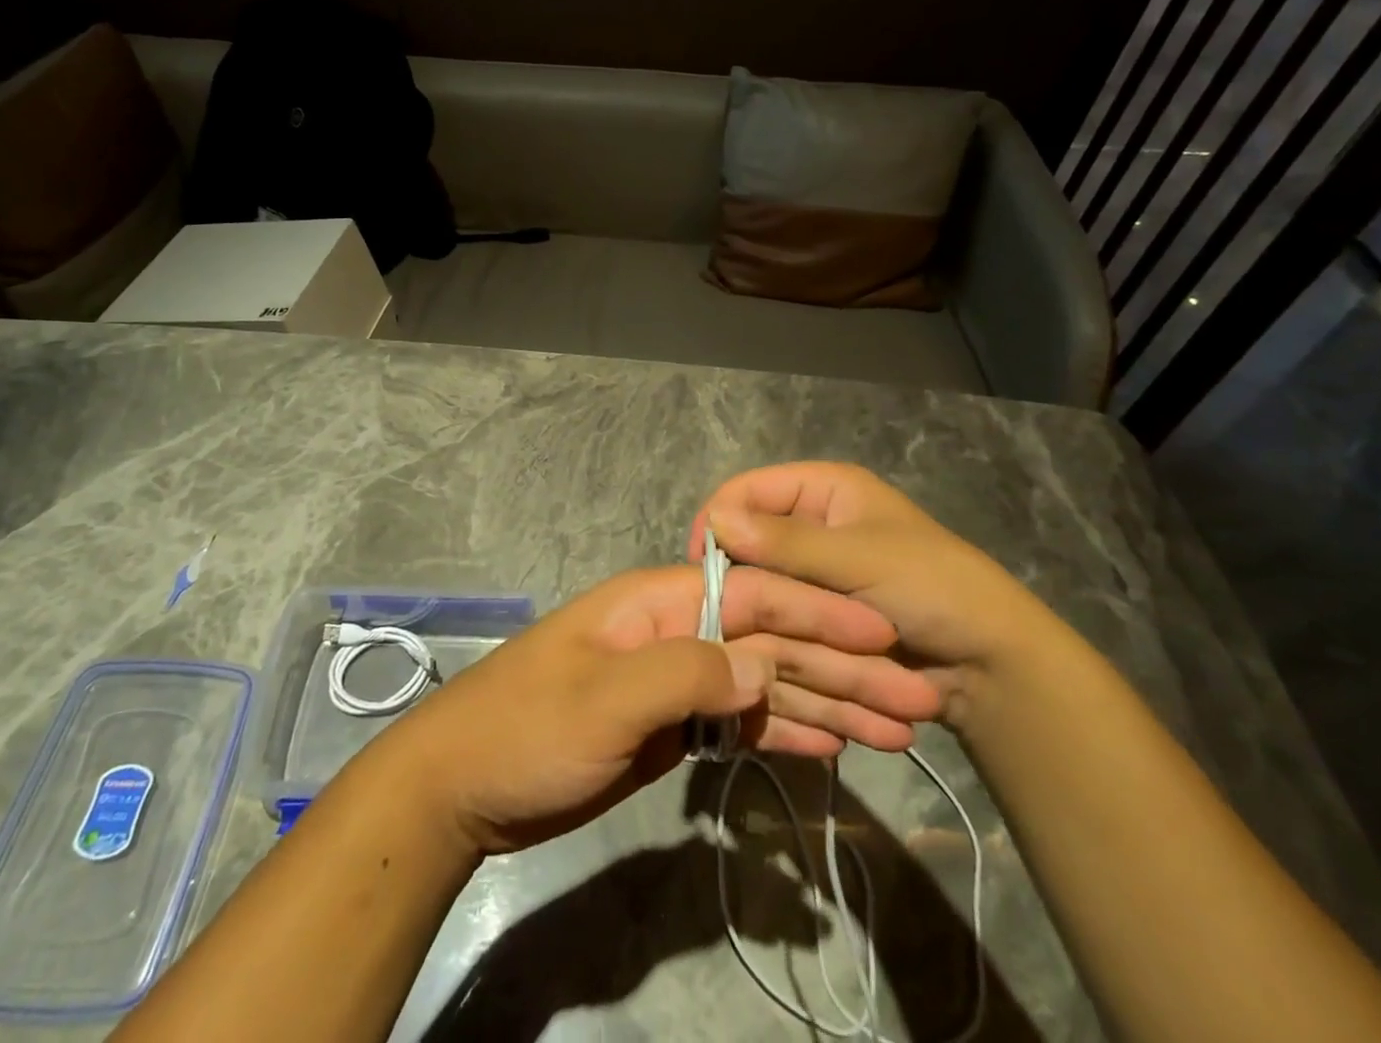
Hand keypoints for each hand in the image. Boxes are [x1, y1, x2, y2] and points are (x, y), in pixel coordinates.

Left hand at [376, 564, 940, 854]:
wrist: (464, 784)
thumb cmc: (525, 727)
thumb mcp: (602, 697)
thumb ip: (684, 672)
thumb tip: (761, 662)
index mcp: (658, 603)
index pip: (753, 596)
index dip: (818, 611)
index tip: (882, 633)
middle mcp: (676, 632)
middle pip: (770, 642)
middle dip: (843, 666)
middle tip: (917, 698)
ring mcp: (676, 682)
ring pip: (765, 685)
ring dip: (829, 704)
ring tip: (898, 729)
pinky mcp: (673, 729)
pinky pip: (742, 725)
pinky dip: (786, 733)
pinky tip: (835, 746)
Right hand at [690, 462, 1058, 727]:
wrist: (990, 666)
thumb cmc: (932, 589)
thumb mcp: (859, 560)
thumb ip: (786, 543)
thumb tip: (716, 521)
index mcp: (824, 489)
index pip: (749, 489)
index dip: (720, 519)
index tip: (700, 565)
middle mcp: (813, 523)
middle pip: (751, 537)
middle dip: (738, 572)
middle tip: (722, 611)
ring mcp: (815, 571)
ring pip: (762, 579)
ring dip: (755, 605)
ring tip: (741, 638)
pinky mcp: (819, 611)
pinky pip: (780, 611)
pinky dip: (770, 628)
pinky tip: (759, 651)